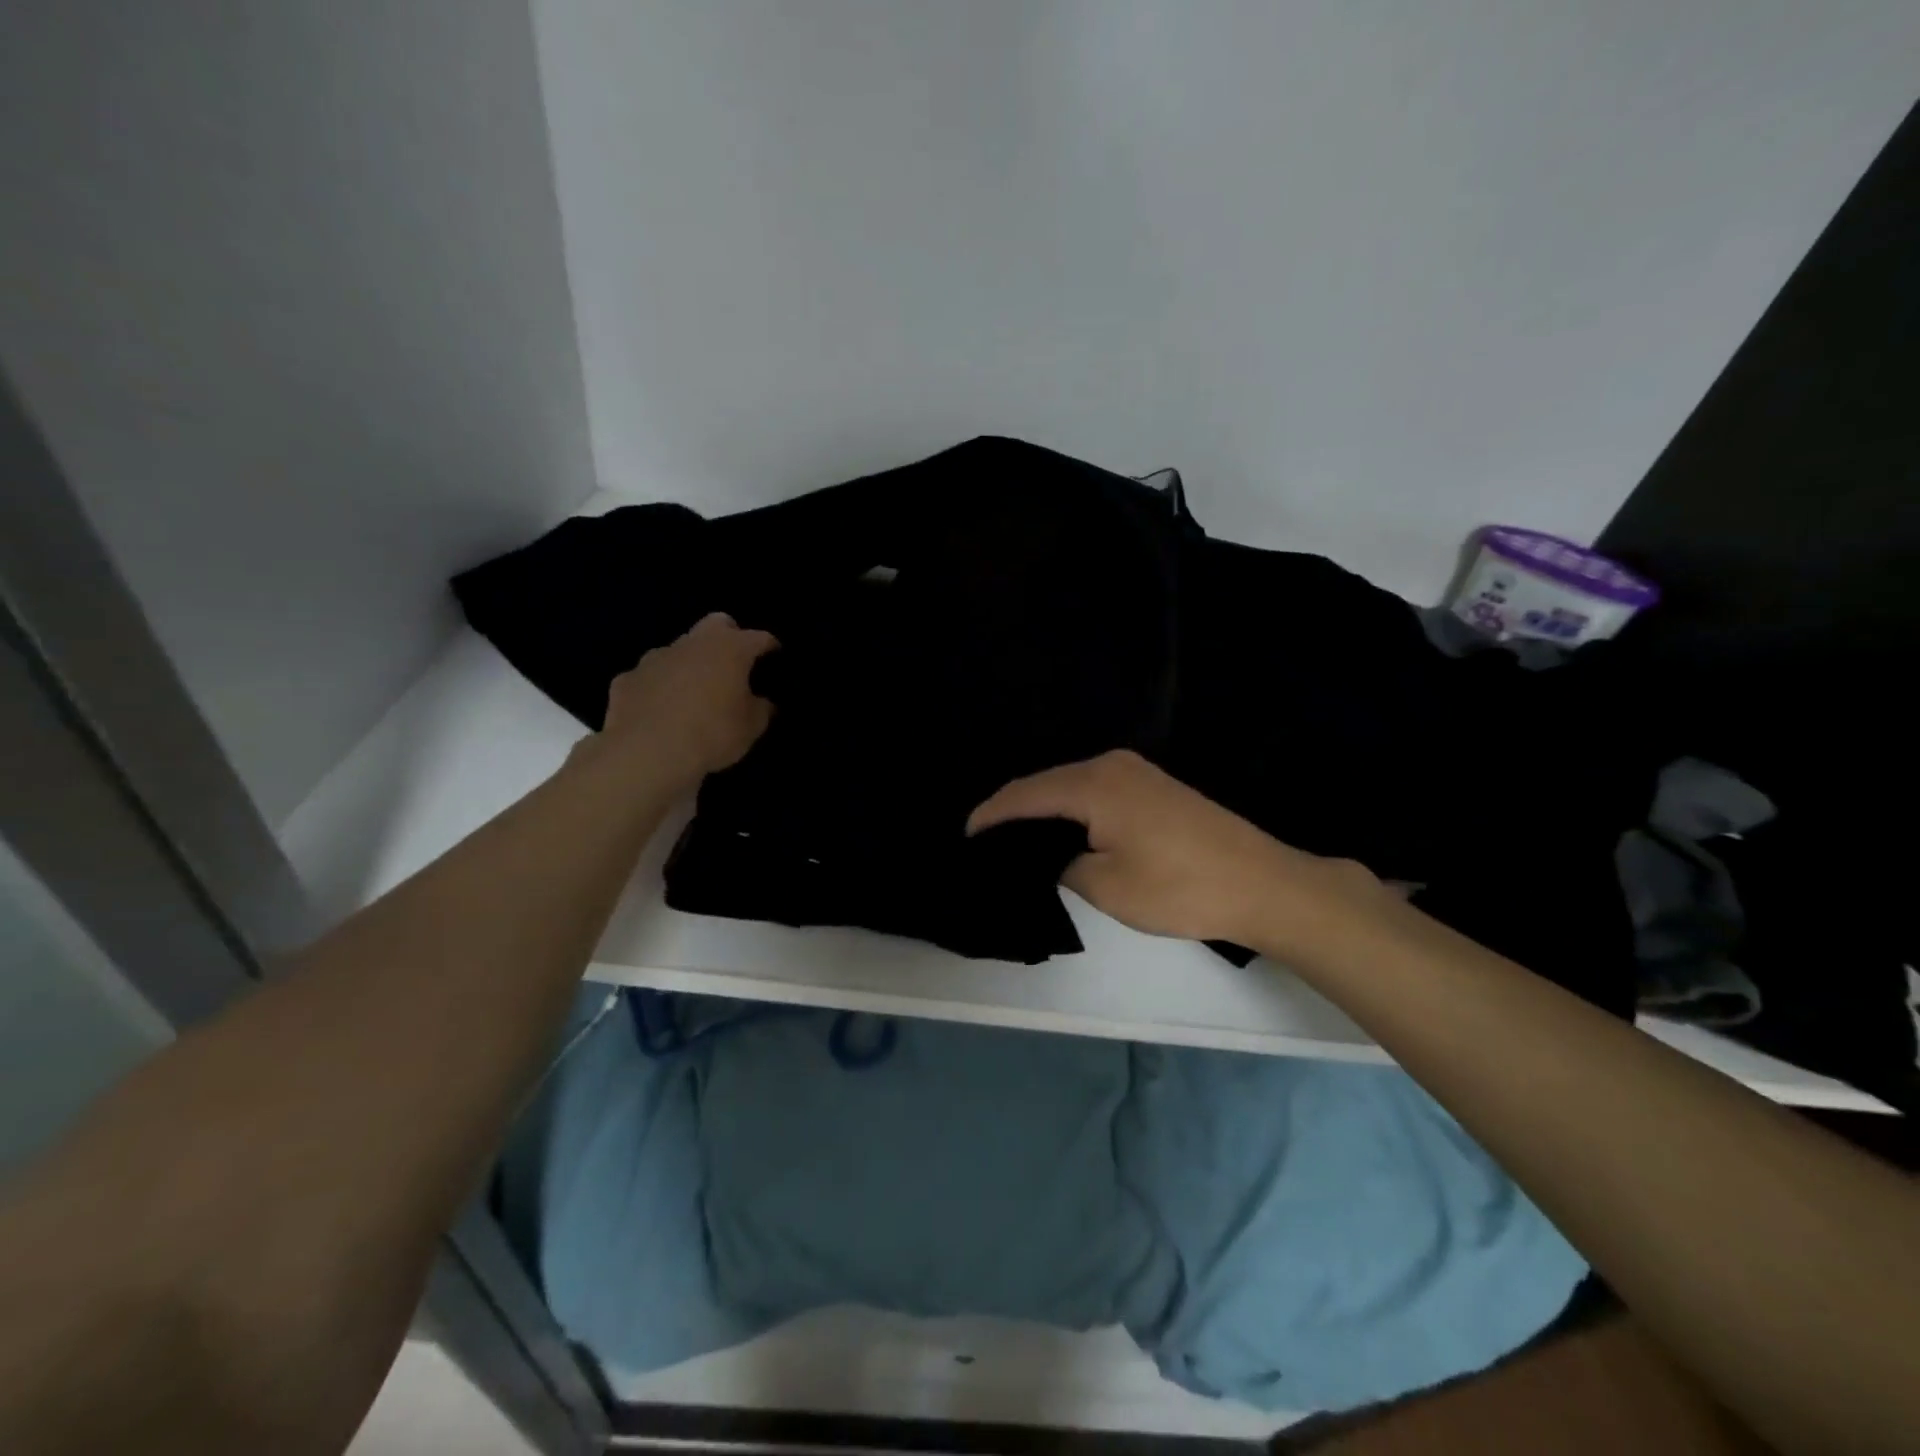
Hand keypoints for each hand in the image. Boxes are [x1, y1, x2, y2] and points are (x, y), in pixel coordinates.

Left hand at [583, 612, 777, 793]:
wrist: (647, 753)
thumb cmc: (712, 733)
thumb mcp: (751, 728)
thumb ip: (761, 709)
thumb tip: (762, 702)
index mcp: (730, 649)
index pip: (759, 638)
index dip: (770, 646)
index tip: (776, 656)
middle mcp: (693, 643)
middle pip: (716, 624)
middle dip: (728, 636)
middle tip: (734, 664)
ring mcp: (655, 658)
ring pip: (679, 649)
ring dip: (690, 663)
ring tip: (694, 692)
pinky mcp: (627, 679)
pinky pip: (649, 677)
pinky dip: (658, 687)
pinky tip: (660, 710)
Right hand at [968, 750, 1387, 953]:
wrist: (1263, 884)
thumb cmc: (1180, 887)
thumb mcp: (1106, 886)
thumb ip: (1063, 866)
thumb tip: (1054, 857)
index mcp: (1093, 784)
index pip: (1026, 794)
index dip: (992, 815)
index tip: (966, 835)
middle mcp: (1111, 765)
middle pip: (1047, 783)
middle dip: (1013, 810)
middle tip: (985, 841)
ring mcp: (1136, 772)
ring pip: (1071, 786)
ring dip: (1043, 809)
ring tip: (1015, 838)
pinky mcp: (1154, 786)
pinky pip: (1095, 791)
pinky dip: (1070, 809)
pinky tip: (1061, 830)